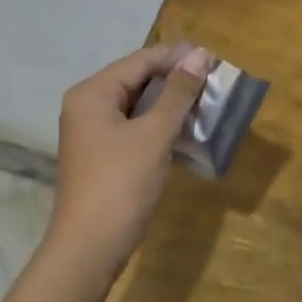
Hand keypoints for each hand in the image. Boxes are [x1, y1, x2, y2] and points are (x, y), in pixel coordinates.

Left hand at [48, 44, 212, 275]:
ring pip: (137, 106)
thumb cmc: (121, 184)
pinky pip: (134, 129)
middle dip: (175, 81)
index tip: (214, 60)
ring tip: (207, 105)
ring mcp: (93, 133)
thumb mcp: (154, 135)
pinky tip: (187, 132)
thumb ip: (177, 93)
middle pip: (136, 80)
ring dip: (170, 105)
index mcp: (92, 93)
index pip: (140, 61)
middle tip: (214, 83)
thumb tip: (199, 55)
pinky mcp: (103, 156)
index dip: (177, 58)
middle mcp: (87, 106)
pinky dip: (159, 126)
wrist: (90, 247)